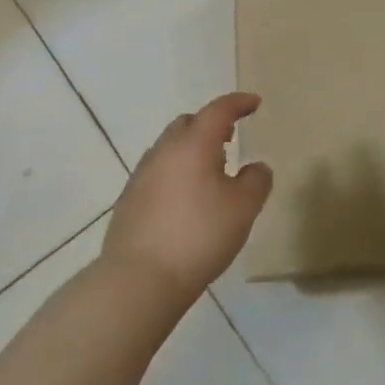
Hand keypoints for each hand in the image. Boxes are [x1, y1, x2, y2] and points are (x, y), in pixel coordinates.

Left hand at [102, 93, 272, 301]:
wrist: (138, 280)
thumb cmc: (198, 236)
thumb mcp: (243, 209)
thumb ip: (256, 181)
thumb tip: (256, 167)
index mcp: (194, 144)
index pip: (218, 110)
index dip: (238, 103)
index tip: (254, 103)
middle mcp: (164, 151)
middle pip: (188, 124)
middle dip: (211, 125)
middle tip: (230, 138)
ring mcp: (141, 175)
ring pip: (170, 148)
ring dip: (191, 150)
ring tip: (210, 172)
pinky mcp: (128, 201)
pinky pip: (157, 172)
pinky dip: (176, 173)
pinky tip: (186, 200)